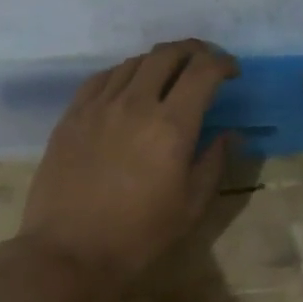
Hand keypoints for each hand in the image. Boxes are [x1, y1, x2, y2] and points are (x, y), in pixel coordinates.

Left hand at [16, 40, 236, 285]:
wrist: (69, 251)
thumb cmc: (139, 235)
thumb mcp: (191, 206)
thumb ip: (213, 162)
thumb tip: (228, 134)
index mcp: (171, 126)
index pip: (203, 72)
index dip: (223, 63)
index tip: (232, 71)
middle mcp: (135, 104)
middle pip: (168, 54)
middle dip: (194, 50)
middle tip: (205, 62)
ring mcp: (98, 106)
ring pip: (134, 62)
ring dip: (159, 61)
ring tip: (169, 75)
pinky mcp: (72, 115)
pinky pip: (102, 78)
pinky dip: (125, 73)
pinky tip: (129, 87)